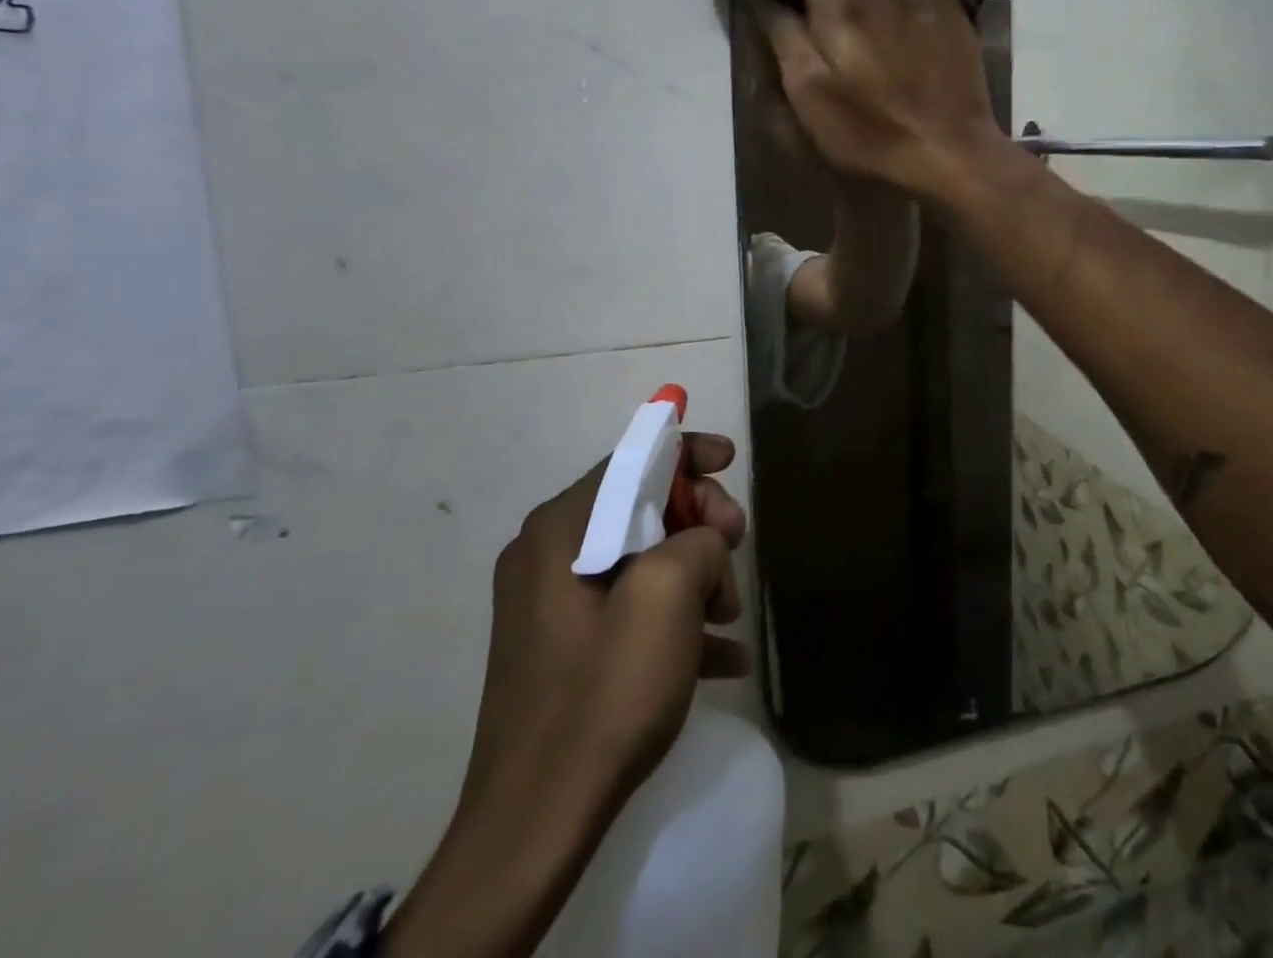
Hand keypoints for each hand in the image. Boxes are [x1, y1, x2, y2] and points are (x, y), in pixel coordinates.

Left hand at [383, 434, 747, 957]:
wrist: (536, 822)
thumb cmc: (604, 691)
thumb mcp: (668, 595)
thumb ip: (698, 540)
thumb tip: (703, 544)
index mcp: (561, 528)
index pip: (632, 460)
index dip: (687, 451)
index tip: (730, 460)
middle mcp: (549, 553)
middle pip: (643, 507)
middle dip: (699, 524)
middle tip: (736, 551)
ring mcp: (554, 604)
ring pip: (644, 559)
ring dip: (696, 576)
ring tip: (729, 618)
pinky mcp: (566, 647)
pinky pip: (629, 609)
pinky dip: (676, 618)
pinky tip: (723, 655)